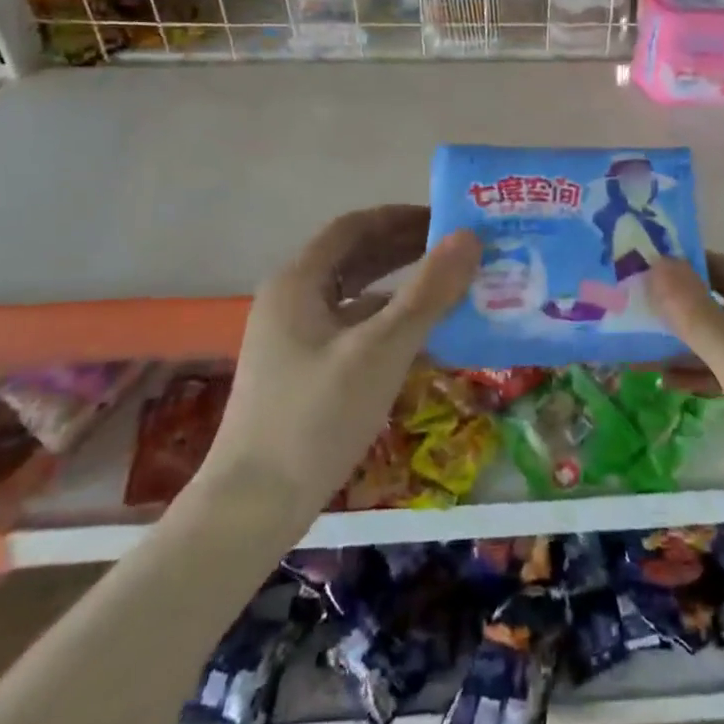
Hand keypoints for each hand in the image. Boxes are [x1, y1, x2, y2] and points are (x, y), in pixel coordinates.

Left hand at [200, 205, 479, 513]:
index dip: (401, 217)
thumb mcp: (381, 350)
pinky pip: (353, 328)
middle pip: (355, 257)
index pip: (354, 226)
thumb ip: (428, 292)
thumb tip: (470, 237)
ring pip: (355, 295)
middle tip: (459, 251)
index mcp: (298, 281)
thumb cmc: (316, 417)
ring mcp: (294, 337)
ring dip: (400, 286)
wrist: (253, 506)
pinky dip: (388, 322)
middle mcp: (292, 299)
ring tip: (450, 287)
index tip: (447, 219)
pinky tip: (423, 338)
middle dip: (405, 249)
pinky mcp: (303, 370)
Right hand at [646, 254, 723, 543]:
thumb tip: (658, 264)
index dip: (681, 264)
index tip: (631, 265)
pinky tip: (667, 381)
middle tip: (622, 306)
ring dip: (684, 341)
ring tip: (633, 344)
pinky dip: (702, 373)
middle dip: (676, 304)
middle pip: (723, 303)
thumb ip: (701, 320)